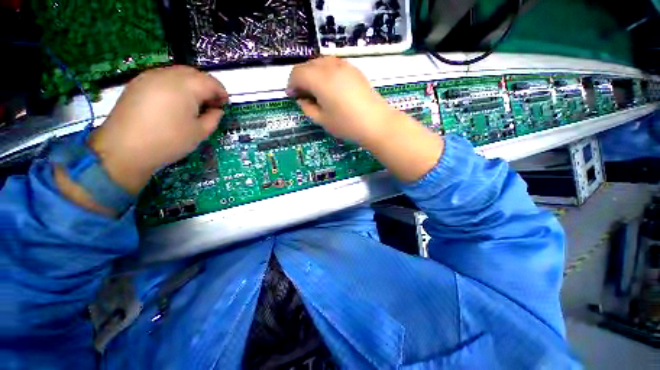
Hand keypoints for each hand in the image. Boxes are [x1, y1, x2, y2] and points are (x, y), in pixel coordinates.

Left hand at [89, 65, 227, 194]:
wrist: (125, 149)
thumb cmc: (169, 141)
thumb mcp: (200, 133)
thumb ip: (213, 118)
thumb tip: (217, 110)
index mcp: (186, 87)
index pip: (210, 82)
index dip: (221, 92)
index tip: (224, 104)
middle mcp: (167, 75)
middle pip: (194, 73)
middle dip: (206, 86)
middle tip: (211, 103)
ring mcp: (149, 77)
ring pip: (177, 73)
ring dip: (191, 84)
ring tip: (194, 103)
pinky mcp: (137, 84)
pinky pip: (163, 78)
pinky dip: (175, 86)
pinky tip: (175, 102)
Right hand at [287, 57, 396, 144]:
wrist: (376, 122)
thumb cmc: (347, 125)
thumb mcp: (322, 120)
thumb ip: (307, 108)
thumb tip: (302, 99)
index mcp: (319, 79)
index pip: (297, 74)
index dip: (291, 84)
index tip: (292, 96)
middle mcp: (330, 67)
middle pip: (307, 65)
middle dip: (300, 78)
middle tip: (302, 95)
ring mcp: (344, 65)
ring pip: (320, 62)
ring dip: (313, 74)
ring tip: (315, 91)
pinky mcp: (353, 69)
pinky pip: (333, 65)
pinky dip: (325, 72)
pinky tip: (329, 86)